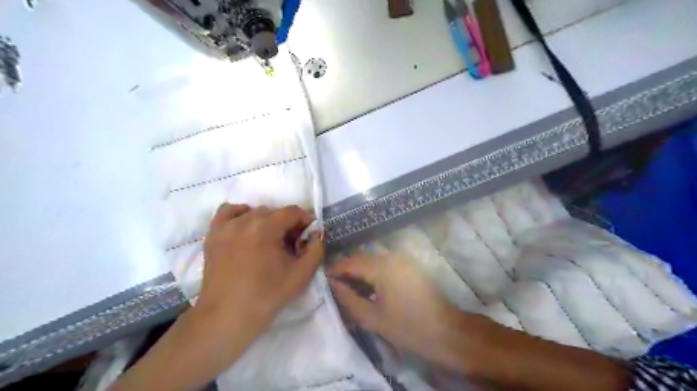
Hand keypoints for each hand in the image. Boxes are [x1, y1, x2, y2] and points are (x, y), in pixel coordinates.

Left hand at [112, 204, 323, 390]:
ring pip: (254, 212)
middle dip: (288, 224)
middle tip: (292, 245)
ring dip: (267, 221)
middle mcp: (244, 221)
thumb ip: (316, 249)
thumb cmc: (266, 296)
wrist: (226, 318)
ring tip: (270, 241)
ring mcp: (225, 227)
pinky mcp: (213, 236)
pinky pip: (228, 212)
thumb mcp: (301, 275)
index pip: (292, 212)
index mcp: (265, 228)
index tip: (309, 236)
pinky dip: (240, 214)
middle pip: (274, 212)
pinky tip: (246, 229)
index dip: (305, 220)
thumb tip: (317, 234)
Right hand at [329, 253, 467, 368]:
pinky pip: (385, 265)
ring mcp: (403, 259)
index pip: (350, 262)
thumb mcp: (372, 317)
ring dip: (361, 274)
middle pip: (361, 259)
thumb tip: (333, 284)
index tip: (324, 282)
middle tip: (337, 290)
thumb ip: (348, 298)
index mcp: (381, 266)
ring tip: (353, 292)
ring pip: (373, 261)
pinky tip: (371, 290)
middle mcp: (391, 256)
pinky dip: (374, 275)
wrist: (447, 332)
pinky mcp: (410, 266)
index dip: (335, 271)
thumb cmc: (407, 327)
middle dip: (347, 272)